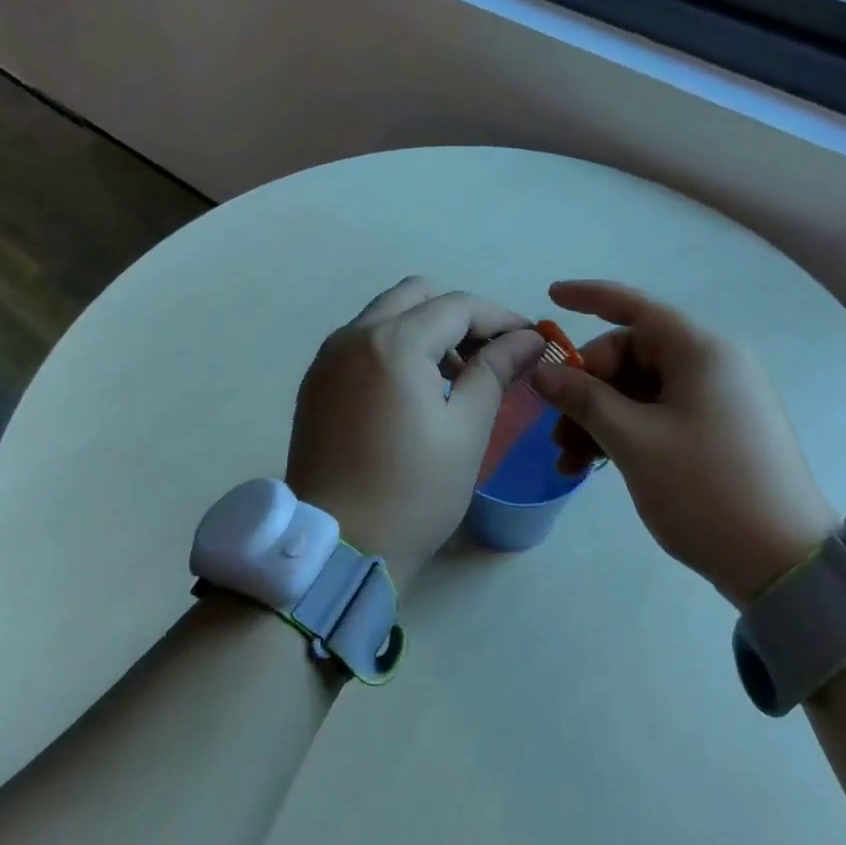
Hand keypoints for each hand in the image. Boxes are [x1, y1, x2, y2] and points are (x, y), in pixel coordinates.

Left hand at [287, 278, 545, 587]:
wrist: (336, 549)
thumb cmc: (412, 492)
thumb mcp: (466, 430)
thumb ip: (494, 370)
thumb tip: (527, 338)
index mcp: (393, 343)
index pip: (457, 306)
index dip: (500, 317)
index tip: (530, 340)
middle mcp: (353, 335)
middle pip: (416, 296)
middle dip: (459, 316)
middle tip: (487, 356)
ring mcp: (328, 357)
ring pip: (386, 315)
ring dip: (425, 330)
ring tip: (454, 379)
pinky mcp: (316, 381)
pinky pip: (363, 342)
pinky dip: (395, 348)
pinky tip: (414, 392)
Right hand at [529, 280, 838, 608]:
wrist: (785, 565)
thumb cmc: (705, 489)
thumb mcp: (634, 441)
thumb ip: (584, 399)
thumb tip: (543, 373)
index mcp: (701, 351)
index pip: (636, 306)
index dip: (589, 297)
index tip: (550, 296)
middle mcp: (713, 364)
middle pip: (633, 354)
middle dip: (587, 386)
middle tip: (555, 426)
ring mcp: (719, 399)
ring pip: (642, 390)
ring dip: (601, 416)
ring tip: (568, 459)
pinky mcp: (719, 431)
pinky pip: (660, 414)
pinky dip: (626, 432)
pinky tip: (594, 465)